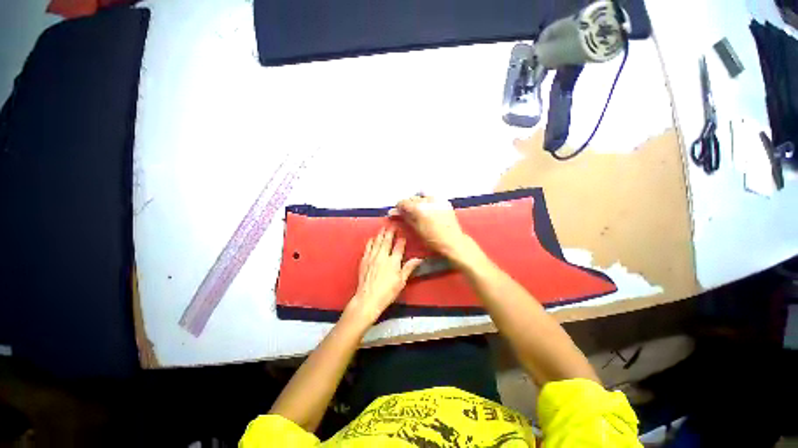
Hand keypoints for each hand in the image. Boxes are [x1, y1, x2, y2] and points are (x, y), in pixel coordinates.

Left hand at [344, 227, 421, 325]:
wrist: (368, 298)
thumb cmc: (387, 292)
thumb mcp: (401, 281)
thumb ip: (409, 268)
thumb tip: (418, 259)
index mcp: (393, 261)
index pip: (399, 246)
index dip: (401, 239)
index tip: (402, 234)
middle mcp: (382, 256)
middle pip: (387, 241)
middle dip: (390, 232)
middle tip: (392, 225)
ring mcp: (372, 257)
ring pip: (377, 242)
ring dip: (380, 234)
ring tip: (383, 228)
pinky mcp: (364, 260)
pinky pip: (368, 247)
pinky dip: (371, 241)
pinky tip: (372, 238)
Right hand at [389, 195, 470, 259]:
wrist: (452, 241)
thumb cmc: (432, 239)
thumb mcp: (415, 228)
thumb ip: (405, 217)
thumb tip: (393, 212)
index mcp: (418, 207)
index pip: (403, 202)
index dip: (399, 207)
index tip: (399, 212)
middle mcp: (427, 200)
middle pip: (413, 198)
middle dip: (409, 205)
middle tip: (409, 213)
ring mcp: (437, 199)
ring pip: (423, 197)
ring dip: (419, 203)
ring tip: (421, 212)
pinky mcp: (445, 201)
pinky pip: (433, 198)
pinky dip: (429, 203)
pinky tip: (430, 211)